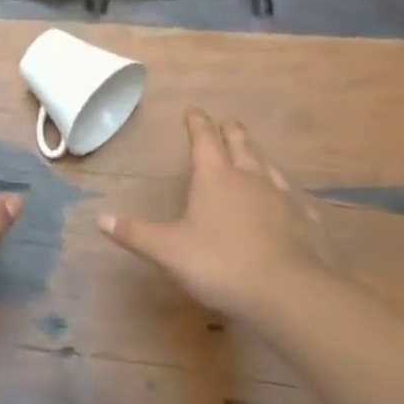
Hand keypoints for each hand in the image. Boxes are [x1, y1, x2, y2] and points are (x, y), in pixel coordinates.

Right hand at [98, 108, 328, 322]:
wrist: (286, 292)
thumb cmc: (220, 264)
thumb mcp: (168, 250)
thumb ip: (135, 233)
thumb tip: (100, 218)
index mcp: (214, 177)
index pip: (204, 138)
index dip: (197, 122)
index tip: (193, 111)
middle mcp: (249, 177)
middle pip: (240, 143)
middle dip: (230, 131)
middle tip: (225, 124)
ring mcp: (281, 197)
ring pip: (268, 165)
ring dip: (257, 157)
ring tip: (253, 157)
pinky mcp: (304, 220)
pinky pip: (293, 198)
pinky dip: (285, 194)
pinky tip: (288, 202)